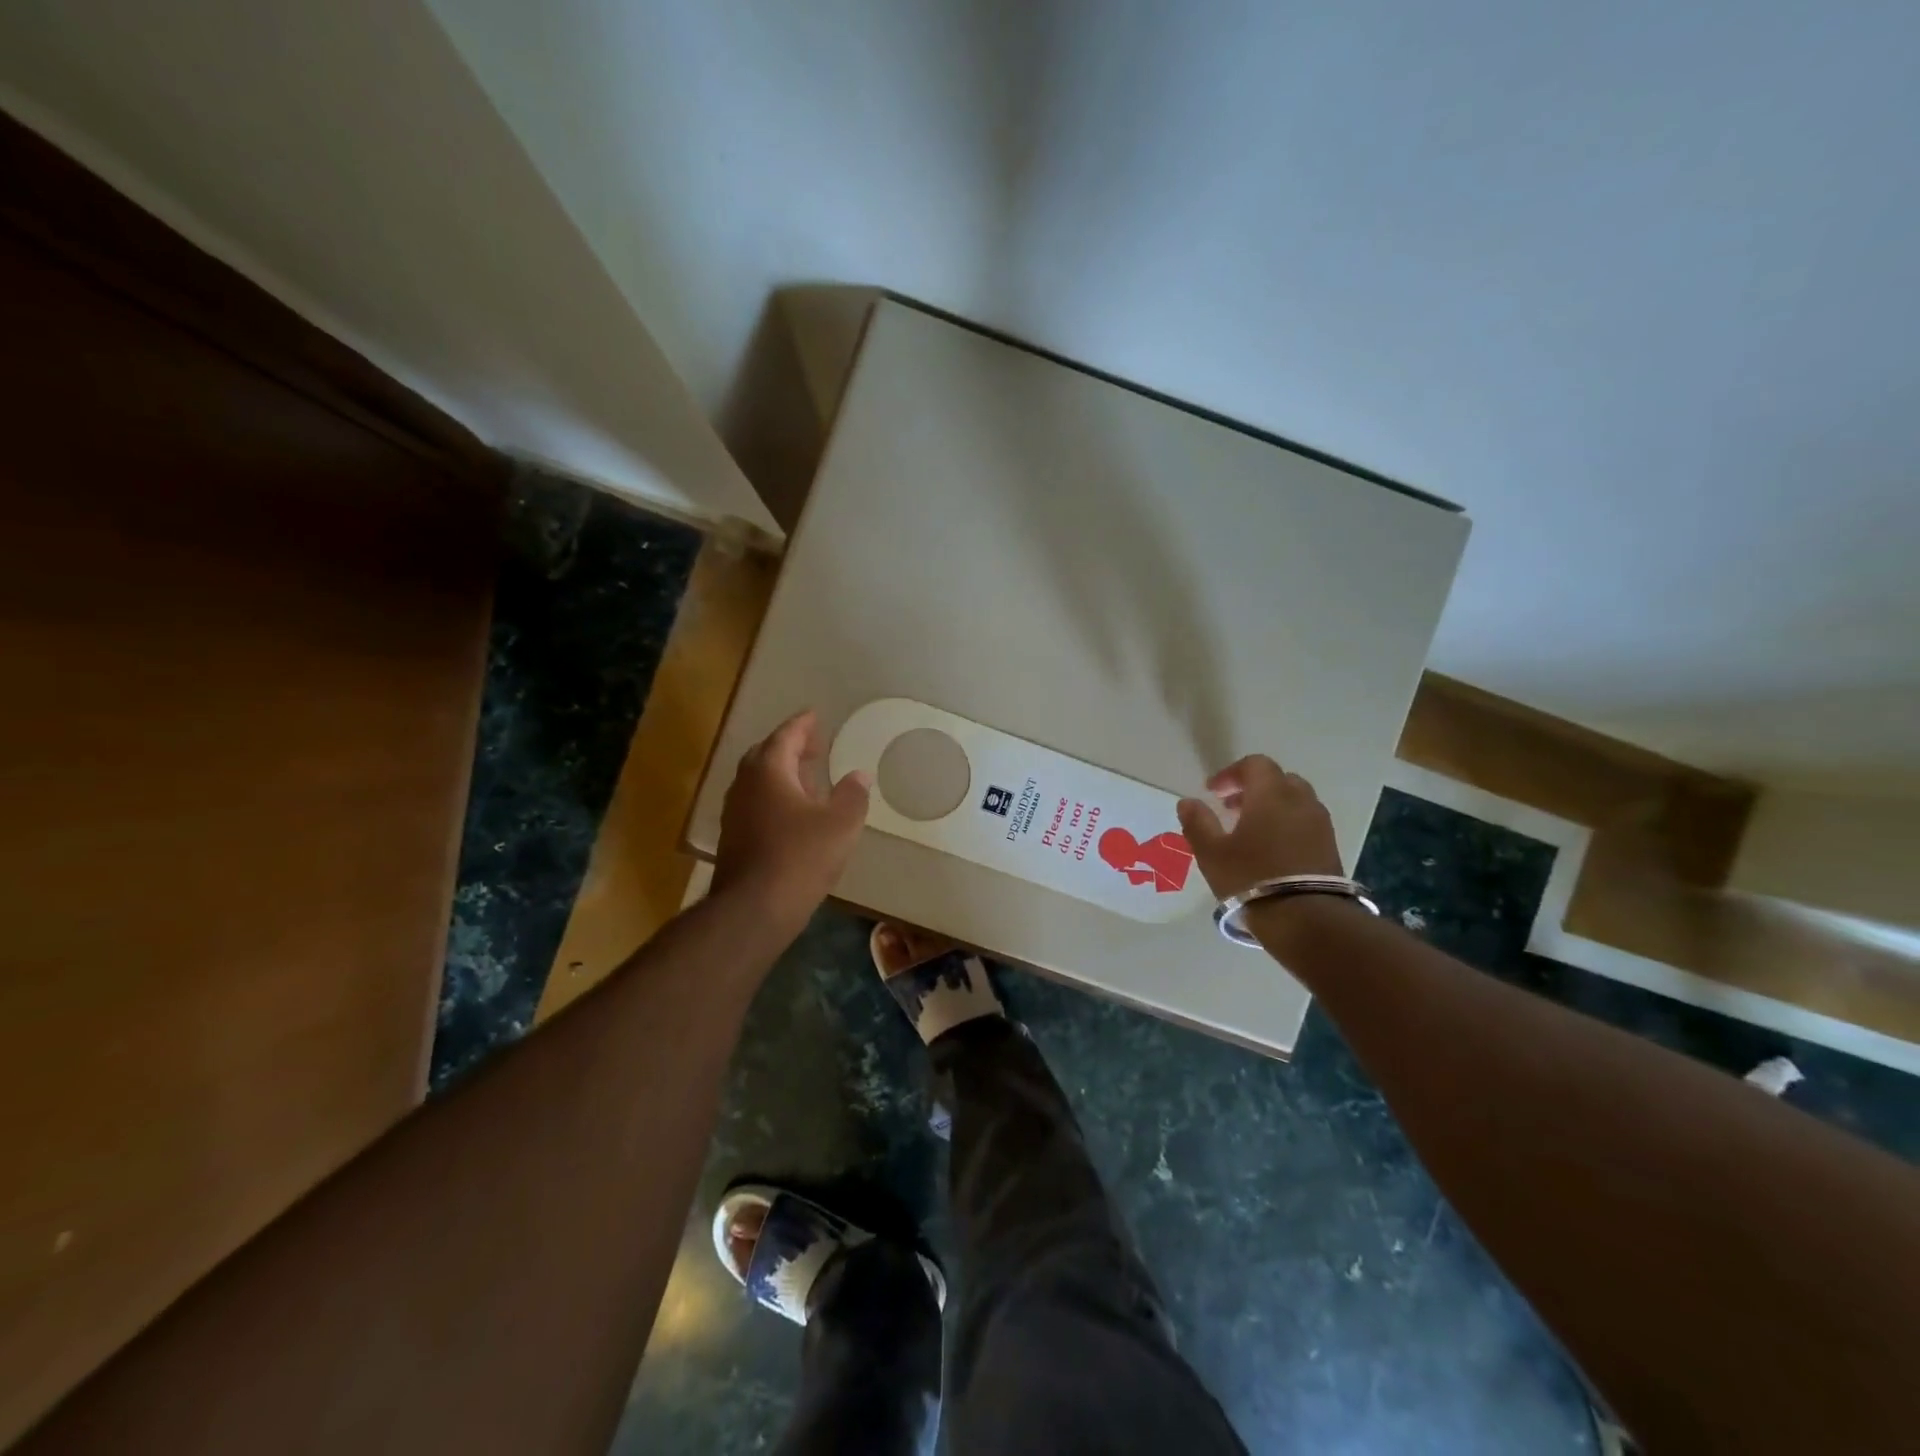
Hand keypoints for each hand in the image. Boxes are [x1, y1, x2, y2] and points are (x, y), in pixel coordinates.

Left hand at [713, 710, 870, 934]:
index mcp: (769, 772)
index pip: (785, 736)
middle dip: (789, 746)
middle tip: (813, 746)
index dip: (802, 725)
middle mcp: (745, 785)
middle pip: (765, 755)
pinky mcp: (734, 838)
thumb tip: (860, 775)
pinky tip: (794, 814)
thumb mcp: (840, 825)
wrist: (754, 909)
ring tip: (808, 779)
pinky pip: (755, 803)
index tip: (814, 715)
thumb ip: (853, 795)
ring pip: (758, 781)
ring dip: (782, 774)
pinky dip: (775, 797)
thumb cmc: (800, 857)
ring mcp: (735, 813)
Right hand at [1176, 755, 1343, 900]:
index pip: (1255, 764)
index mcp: (1271, 794)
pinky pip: (1306, 823)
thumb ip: (1198, 822)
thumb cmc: (1251, 878)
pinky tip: (1271, 850)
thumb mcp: (1212, 852)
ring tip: (1251, 831)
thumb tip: (1188, 802)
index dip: (1231, 773)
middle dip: (1254, 788)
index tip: (1213, 792)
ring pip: (1295, 801)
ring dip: (1272, 807)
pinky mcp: (1331, 847)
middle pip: (1279, 779)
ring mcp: (1320, 825)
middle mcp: (1300, 801)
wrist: (1307, 919)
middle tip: (1232, 808)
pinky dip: (1287, 825)